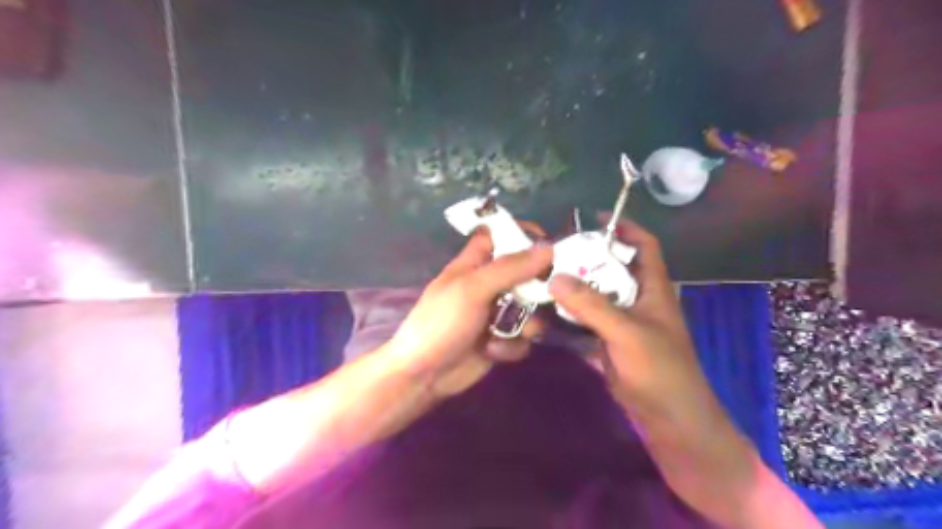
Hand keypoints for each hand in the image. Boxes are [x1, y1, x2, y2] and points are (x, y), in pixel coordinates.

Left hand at [388, 228, 552, 395]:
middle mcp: (489, 285)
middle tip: (548, 294)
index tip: (548, 243)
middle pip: (525, 273)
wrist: (424, 375)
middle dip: (538, 285)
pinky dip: (513, 345)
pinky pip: (524, 337)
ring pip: (531, 308)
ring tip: (516, 332)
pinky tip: (494, 351)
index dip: (521, 234)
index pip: (499, 235)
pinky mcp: (502, 340)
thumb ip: (509, 268)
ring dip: (528, 323)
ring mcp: (497, 314)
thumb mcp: (472, 289)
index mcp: (475, 263)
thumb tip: (548, 248)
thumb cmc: (441, 322)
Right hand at [550, 212, 722, 427]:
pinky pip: (585, 321)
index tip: (593, 218)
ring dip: (573, 288)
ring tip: (542, 276)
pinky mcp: (608, 342)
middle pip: (611, 268)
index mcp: (652, 288)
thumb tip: (555, 277)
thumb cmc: (659, 369)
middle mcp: (637, 299)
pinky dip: (568, 316)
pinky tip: (544, 312)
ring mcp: (621, 322)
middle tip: (554, 250)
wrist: (668, 419)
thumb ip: (591, 305)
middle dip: (586, 257)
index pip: (644, 245)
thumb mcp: (626, 332)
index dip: (624, 227)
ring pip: (595, 295)